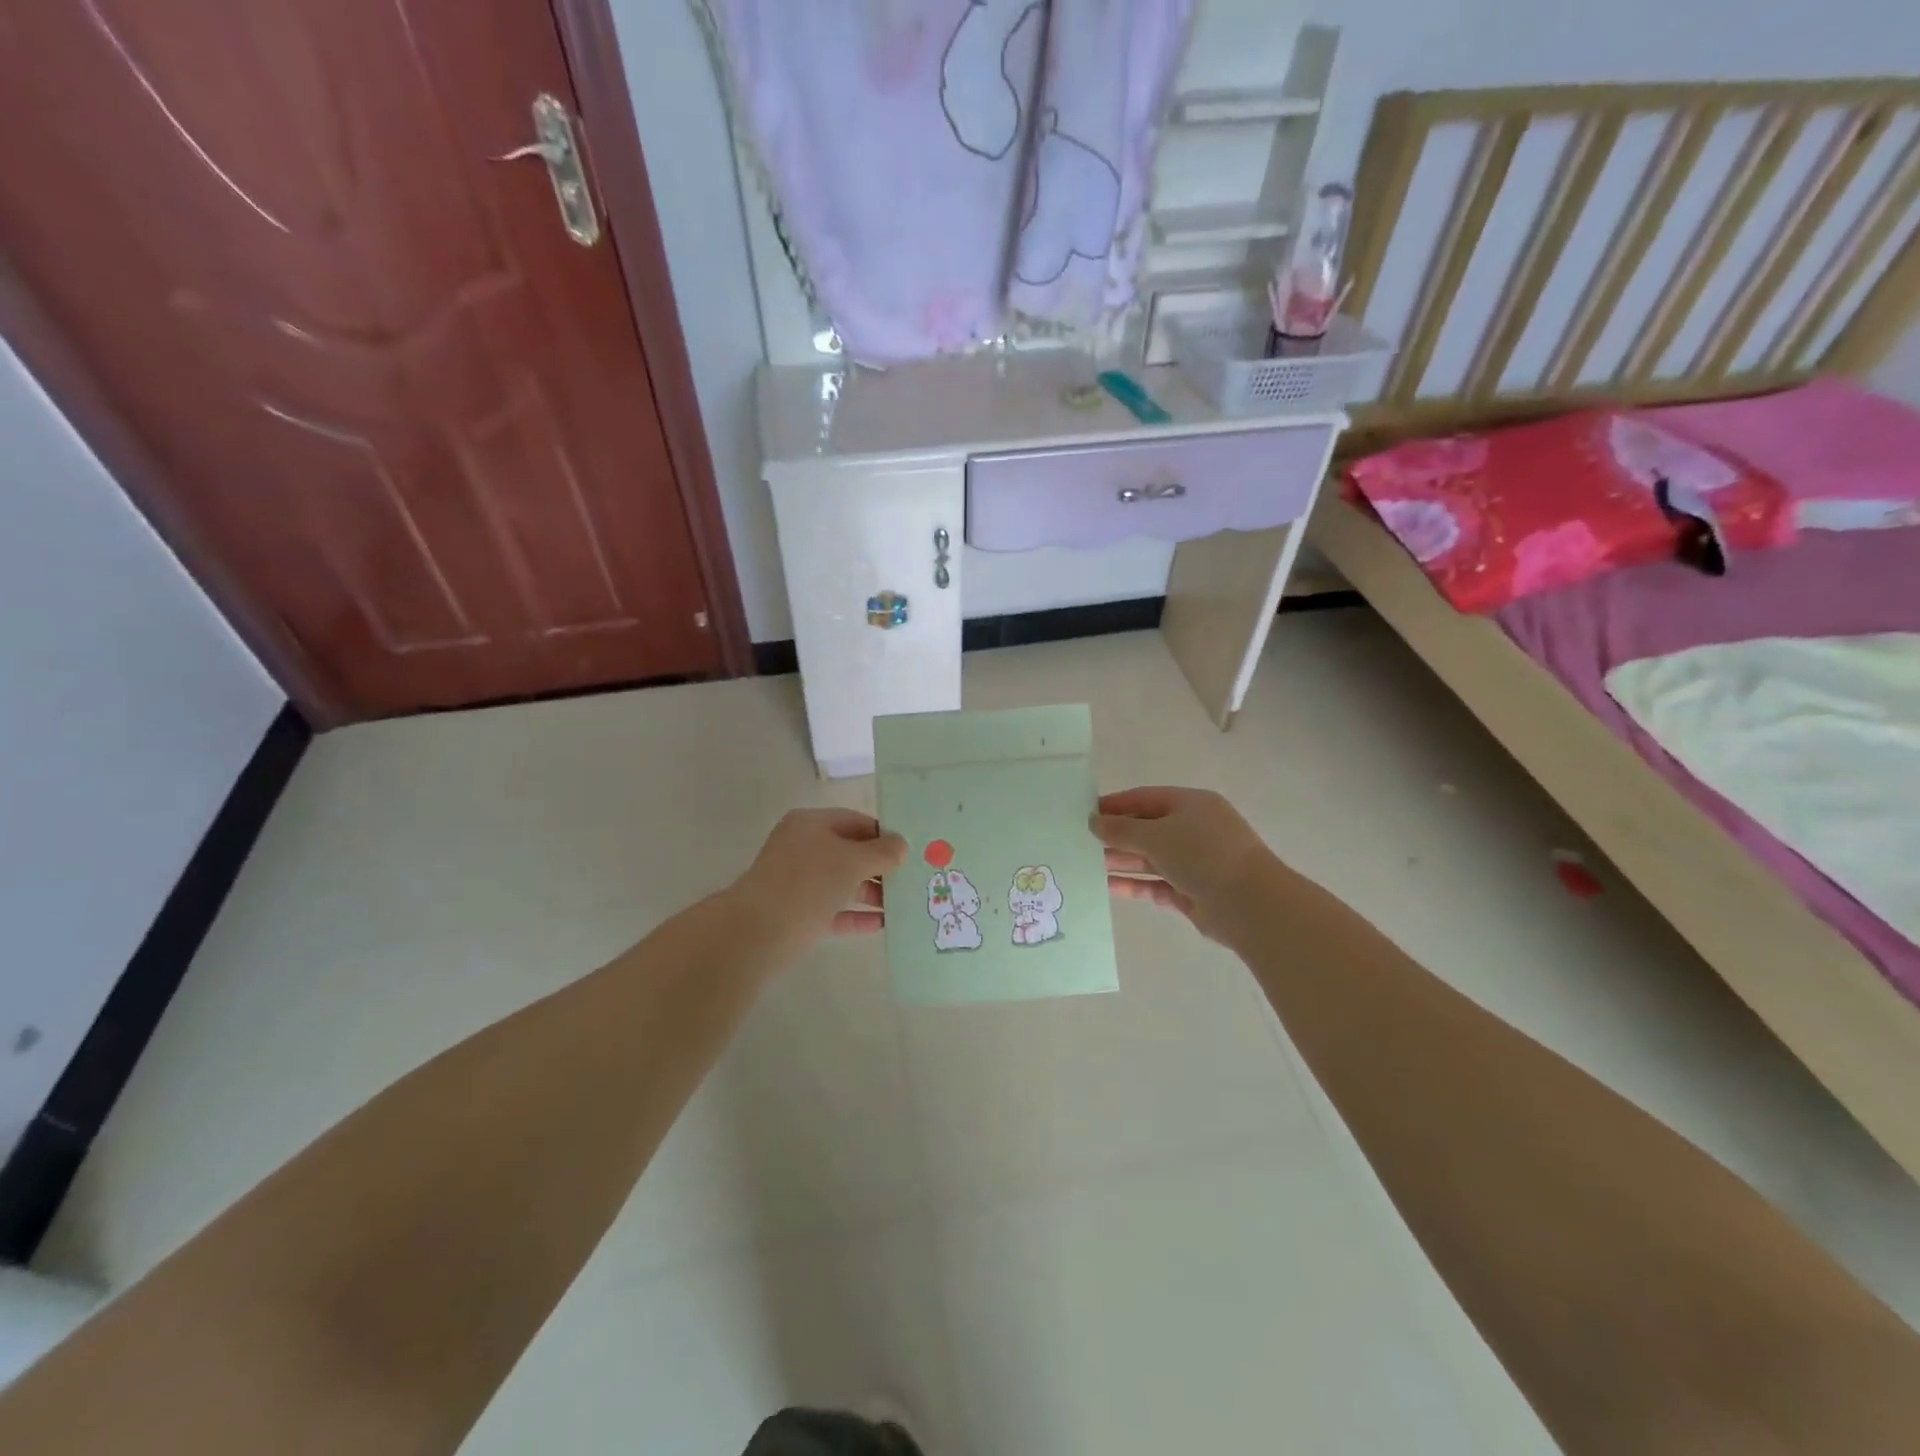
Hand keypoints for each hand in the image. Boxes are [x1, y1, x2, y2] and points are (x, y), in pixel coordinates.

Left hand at [731, 809, 907, 948]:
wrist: (757, 932)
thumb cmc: (808, 883)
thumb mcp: (852, 862)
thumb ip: (881, 852)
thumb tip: (900, 846)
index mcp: (811, 824)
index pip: (856, 821)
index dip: (884, 834)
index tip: (911, 850)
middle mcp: (803, 847)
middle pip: (850, 852)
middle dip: (880, 866)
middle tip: (912, 878)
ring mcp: (798, 881)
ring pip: (842, 882)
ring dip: (872, 892)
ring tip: (903, 904)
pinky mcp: (797, 912)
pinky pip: (834, 909)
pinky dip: (856, 915)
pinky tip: (882, 924)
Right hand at [1092, 786, 1274, 940]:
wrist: (1249, 904)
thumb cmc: (1202, 854)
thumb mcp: (1156, 835)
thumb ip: (1121, 829)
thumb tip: (1094, 821)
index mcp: (1191, 804)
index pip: (1145, 799)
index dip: (1115, 805)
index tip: (1084, 813)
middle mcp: (1193, 830)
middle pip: (1146, 829)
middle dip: (1115, 836)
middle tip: (1079, 842)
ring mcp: (1194, 862)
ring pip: (1149, 858)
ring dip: (1120, 861)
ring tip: (1085, 865)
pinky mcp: (1191, 892)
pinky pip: (1155, 884)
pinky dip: (1133, 885)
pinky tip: (1106, 887)